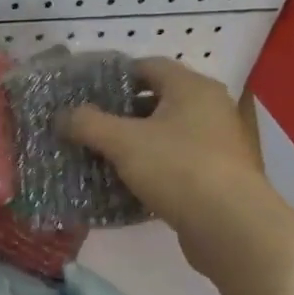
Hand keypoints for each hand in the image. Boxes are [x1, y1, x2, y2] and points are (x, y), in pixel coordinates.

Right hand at [62, 57, 287, 274]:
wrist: (232, 228)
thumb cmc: (178, 168)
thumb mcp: (122, 142)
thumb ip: (87, 123)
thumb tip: (61, 116)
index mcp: (192, 88)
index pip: (148, 66)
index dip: (115, 76)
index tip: (85, 92)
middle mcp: (211, 108)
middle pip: (157, 100)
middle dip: (121, 112)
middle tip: (89, 124)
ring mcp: (218, 144)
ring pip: (166, 133)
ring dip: (135, 142)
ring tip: (101, 154)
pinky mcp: (218, 176)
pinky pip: (176, 162)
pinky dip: (152, 167)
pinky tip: (126, 182)